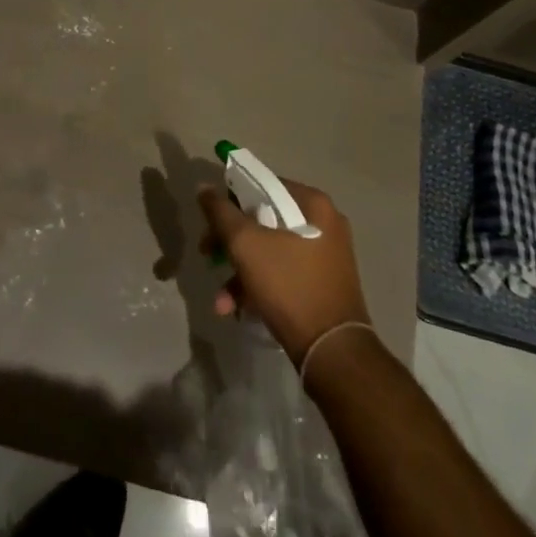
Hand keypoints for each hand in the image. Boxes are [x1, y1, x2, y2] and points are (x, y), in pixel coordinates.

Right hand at [198, 181, 371, 364]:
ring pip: (270, 249)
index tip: (210, 221)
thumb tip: (204, 188)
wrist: (331, 351)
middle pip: (263, 219)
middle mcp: (324, 223)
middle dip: (230, 241)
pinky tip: (236, 309)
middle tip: (207, 253)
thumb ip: (221, 212)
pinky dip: (258, 285)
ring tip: (221, 299)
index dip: (230, 199)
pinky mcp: (322, 283)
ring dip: (239, 271)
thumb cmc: (289, 285)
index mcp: (313, 203)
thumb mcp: (246, 244)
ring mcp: (325, 255)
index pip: (262, 185)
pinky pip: (283, 272)